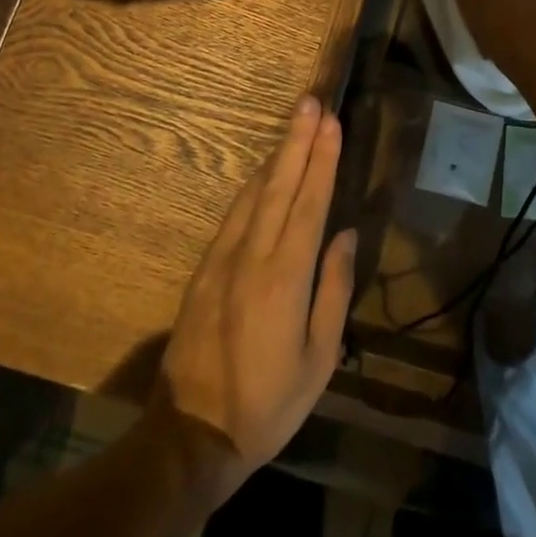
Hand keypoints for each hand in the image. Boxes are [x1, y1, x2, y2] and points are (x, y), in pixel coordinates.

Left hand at [156, 96, 355, 503]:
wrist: (192, 434)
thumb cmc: (268, 403)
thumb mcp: (318, 360)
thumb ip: (333, 291)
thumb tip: (344, 234)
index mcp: (285, 276)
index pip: (309, 202)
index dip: (322, 159)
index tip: (332, 122)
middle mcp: (253, 255)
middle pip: (280, 184)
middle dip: (298, 140)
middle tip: (311, 102)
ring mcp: (224, 258)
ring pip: (255, 193)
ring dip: (277, 155)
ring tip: (295, 124)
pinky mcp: (205, 268)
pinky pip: (235, 213)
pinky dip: (254, 185)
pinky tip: (264, 172)